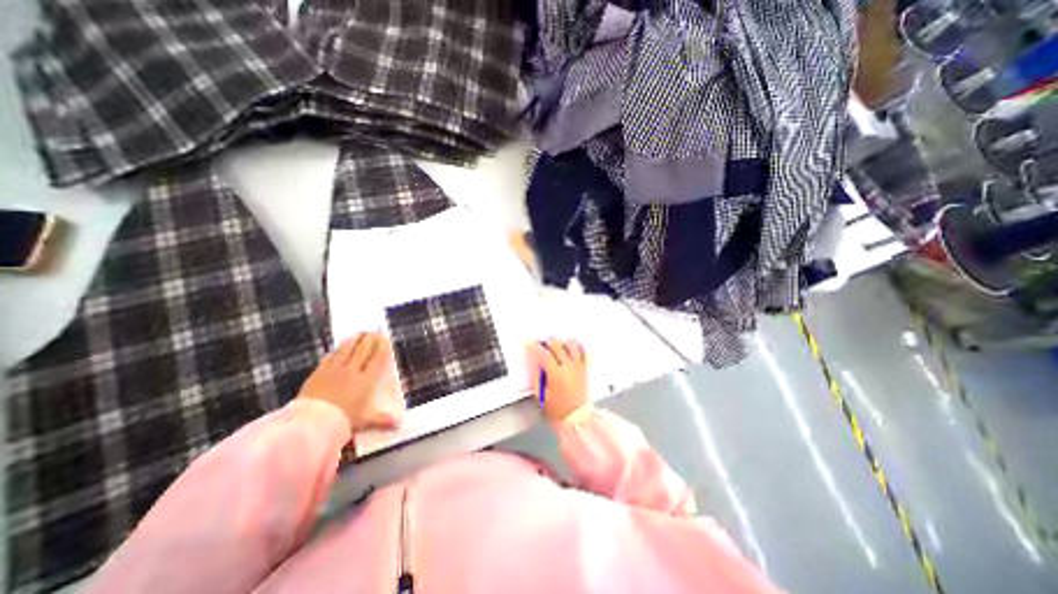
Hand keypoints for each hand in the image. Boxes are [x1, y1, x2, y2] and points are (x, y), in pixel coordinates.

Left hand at [295, 334, 403, 431]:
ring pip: (346, 350)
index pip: (376, 359)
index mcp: (366, 380)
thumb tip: (398, 423)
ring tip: (359, 334)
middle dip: (369, 340)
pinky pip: (330, 357)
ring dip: (354, 341)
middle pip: (362, 351)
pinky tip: (338, 348)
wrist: (312, 423)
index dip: (381, 348)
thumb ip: (381, 419)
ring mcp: (334, 371)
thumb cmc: (343, 422)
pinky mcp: (319, 373)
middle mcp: (352, 371)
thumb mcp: (364, 421)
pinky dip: (336, 350)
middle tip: (373, 332)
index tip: (385, 339)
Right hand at [527, 338, 585, 421]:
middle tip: (541, 344)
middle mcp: (568, 367)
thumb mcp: (541, 395)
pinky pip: (584, 352)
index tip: (529, 344)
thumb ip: (536, 376)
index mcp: (556, 374)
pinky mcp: (584, 369)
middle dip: (547, 342)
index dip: (534, 347)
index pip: (543, 354)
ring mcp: (578, 367)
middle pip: (557, 345)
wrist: (577, 418)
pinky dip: (577, 347)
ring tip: (556, 346)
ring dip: (562, 343)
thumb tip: (533, 362)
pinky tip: (572, 347)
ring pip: (571, 344)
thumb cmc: (558, 410)